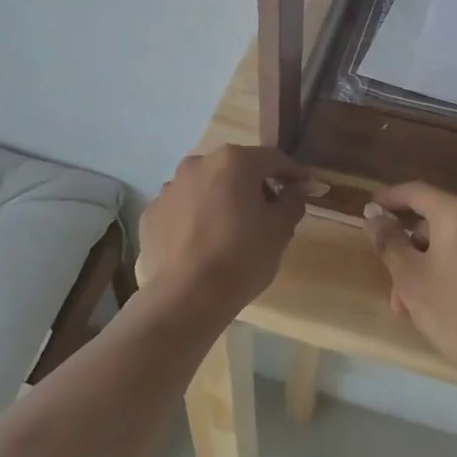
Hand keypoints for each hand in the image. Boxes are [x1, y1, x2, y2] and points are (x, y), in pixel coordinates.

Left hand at [137, 145, 307, 327]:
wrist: (185, 297)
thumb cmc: (241, 258)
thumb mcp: (280, 230)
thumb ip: (292, 201)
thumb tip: (295, 189)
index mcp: (234, 161)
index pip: (273, 159)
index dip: (293, 173)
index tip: (306, 187)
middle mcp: (198, 164)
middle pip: (236, 168)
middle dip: (254, 185)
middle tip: (269, 213)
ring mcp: (170, 187)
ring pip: (206, 186)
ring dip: (222, 200)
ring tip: (231, 231)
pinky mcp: (151, 213)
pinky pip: (182, 208)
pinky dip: (195, 218)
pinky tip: (202, 244)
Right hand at [366, 182, 456, 387]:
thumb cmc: (456, 313)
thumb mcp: (410, 278)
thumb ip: (389, 241)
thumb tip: (374, 215)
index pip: (416, 192)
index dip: (390, 199)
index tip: (372, 209)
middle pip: (438, 223)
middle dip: (413, 252)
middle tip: (396, 287)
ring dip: (435, 266)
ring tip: (419, 306)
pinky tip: (453, 303)